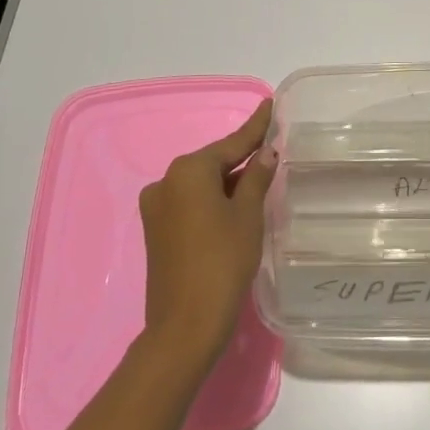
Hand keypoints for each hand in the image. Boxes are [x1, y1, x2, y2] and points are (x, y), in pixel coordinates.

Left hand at [138, 100, 276, 369]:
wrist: (185, 325)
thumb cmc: (223, 262)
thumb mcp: (248, 215)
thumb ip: (257, 177)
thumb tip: (266, 152)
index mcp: (188, 171)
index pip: (232, 143)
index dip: (255, 126)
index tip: (271, 104)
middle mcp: (166, 181)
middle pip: (214, 162)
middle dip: (242, 157)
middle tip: (272, 145)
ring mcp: (157, 207)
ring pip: (202, 184)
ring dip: (229, 181)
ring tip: (261, 176)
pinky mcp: (157, 229)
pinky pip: (191, 202)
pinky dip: (214, 199)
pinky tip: (236, 203)